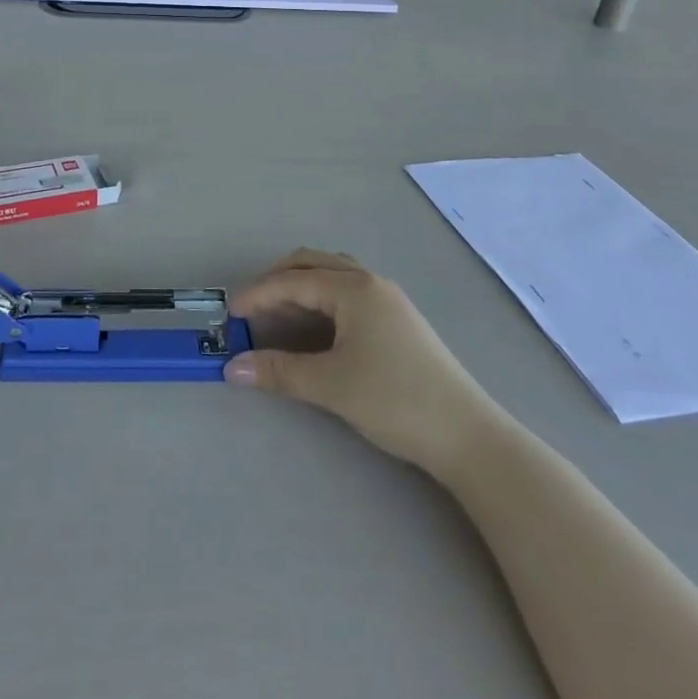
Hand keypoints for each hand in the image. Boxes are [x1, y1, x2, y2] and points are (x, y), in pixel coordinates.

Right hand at [226, 251, 482, 471]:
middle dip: (277, 281)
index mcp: (354, 288)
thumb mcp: (330, 385)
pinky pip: (348, 292)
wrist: (467, 435)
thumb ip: (279, 371)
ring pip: (333, 275)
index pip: (293, 281)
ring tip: (278, 314)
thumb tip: (233, 368)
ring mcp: (388, 299)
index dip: (258, 295)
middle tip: (252, 309)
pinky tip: (316, 326)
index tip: (230, 316)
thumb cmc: (394, 400)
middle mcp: (370, 282)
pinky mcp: (398, 320)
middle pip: (313, 263)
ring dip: (301, 286)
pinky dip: (321, 299)